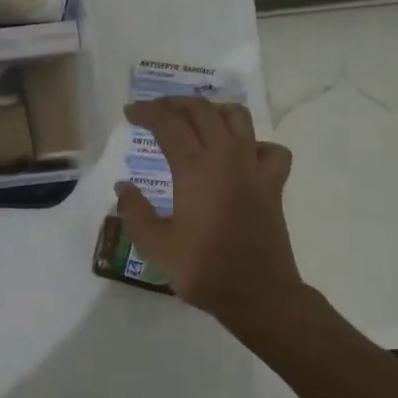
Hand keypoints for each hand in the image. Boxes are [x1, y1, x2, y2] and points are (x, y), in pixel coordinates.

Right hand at [116, 97, 302, 325]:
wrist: (258, 294)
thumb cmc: (203, 269)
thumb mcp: (155, 245)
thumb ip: (134, 211)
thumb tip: (124, 186)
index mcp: (194, 168)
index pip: (168, 124)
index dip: (146, 112)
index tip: (130, 112)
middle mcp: (226, 157)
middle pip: (201, 111)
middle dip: (174, 104)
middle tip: (155, 111)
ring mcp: (254, 167)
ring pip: (237, 118)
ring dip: (213, 110)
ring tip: (196, 120)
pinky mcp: (273, 183)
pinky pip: (270, 149)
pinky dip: (254, 144)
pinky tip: (241, 155)